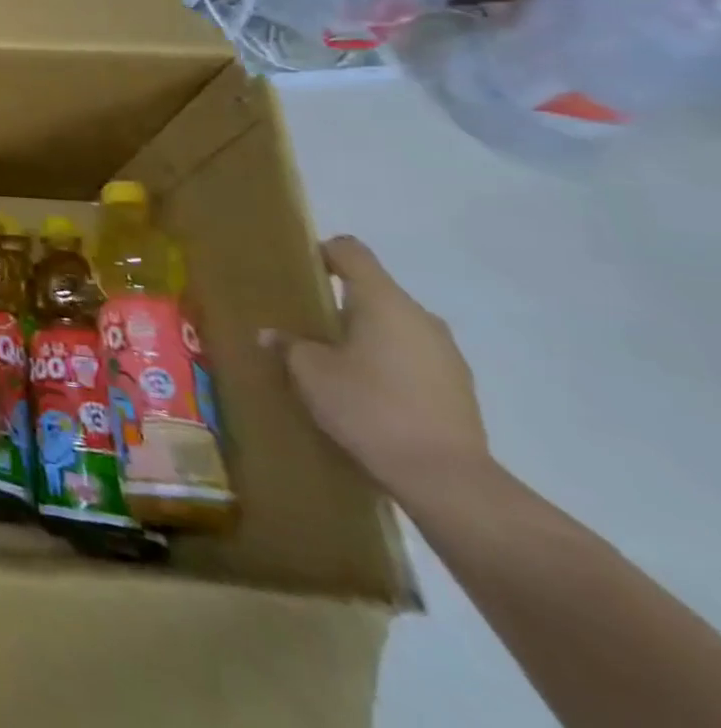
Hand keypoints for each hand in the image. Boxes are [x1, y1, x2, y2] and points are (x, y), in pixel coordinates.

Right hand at [273, 235, 489, 505]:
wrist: (446, 479)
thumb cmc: (369, 407)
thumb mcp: (310, 372)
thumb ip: (289, 344)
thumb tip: (272, 334)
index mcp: (383, 300)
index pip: (350, 251)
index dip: (321, 253)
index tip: (297, 273)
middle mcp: (420, 316)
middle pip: (373, 289)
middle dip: (339, 302)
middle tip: (306, 325)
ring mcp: (446, 353)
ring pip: (394, 325)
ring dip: (365, 334)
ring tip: (335, 362)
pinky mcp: (458, 386)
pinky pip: (413, 356)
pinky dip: (387, 362)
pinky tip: (367, 392)